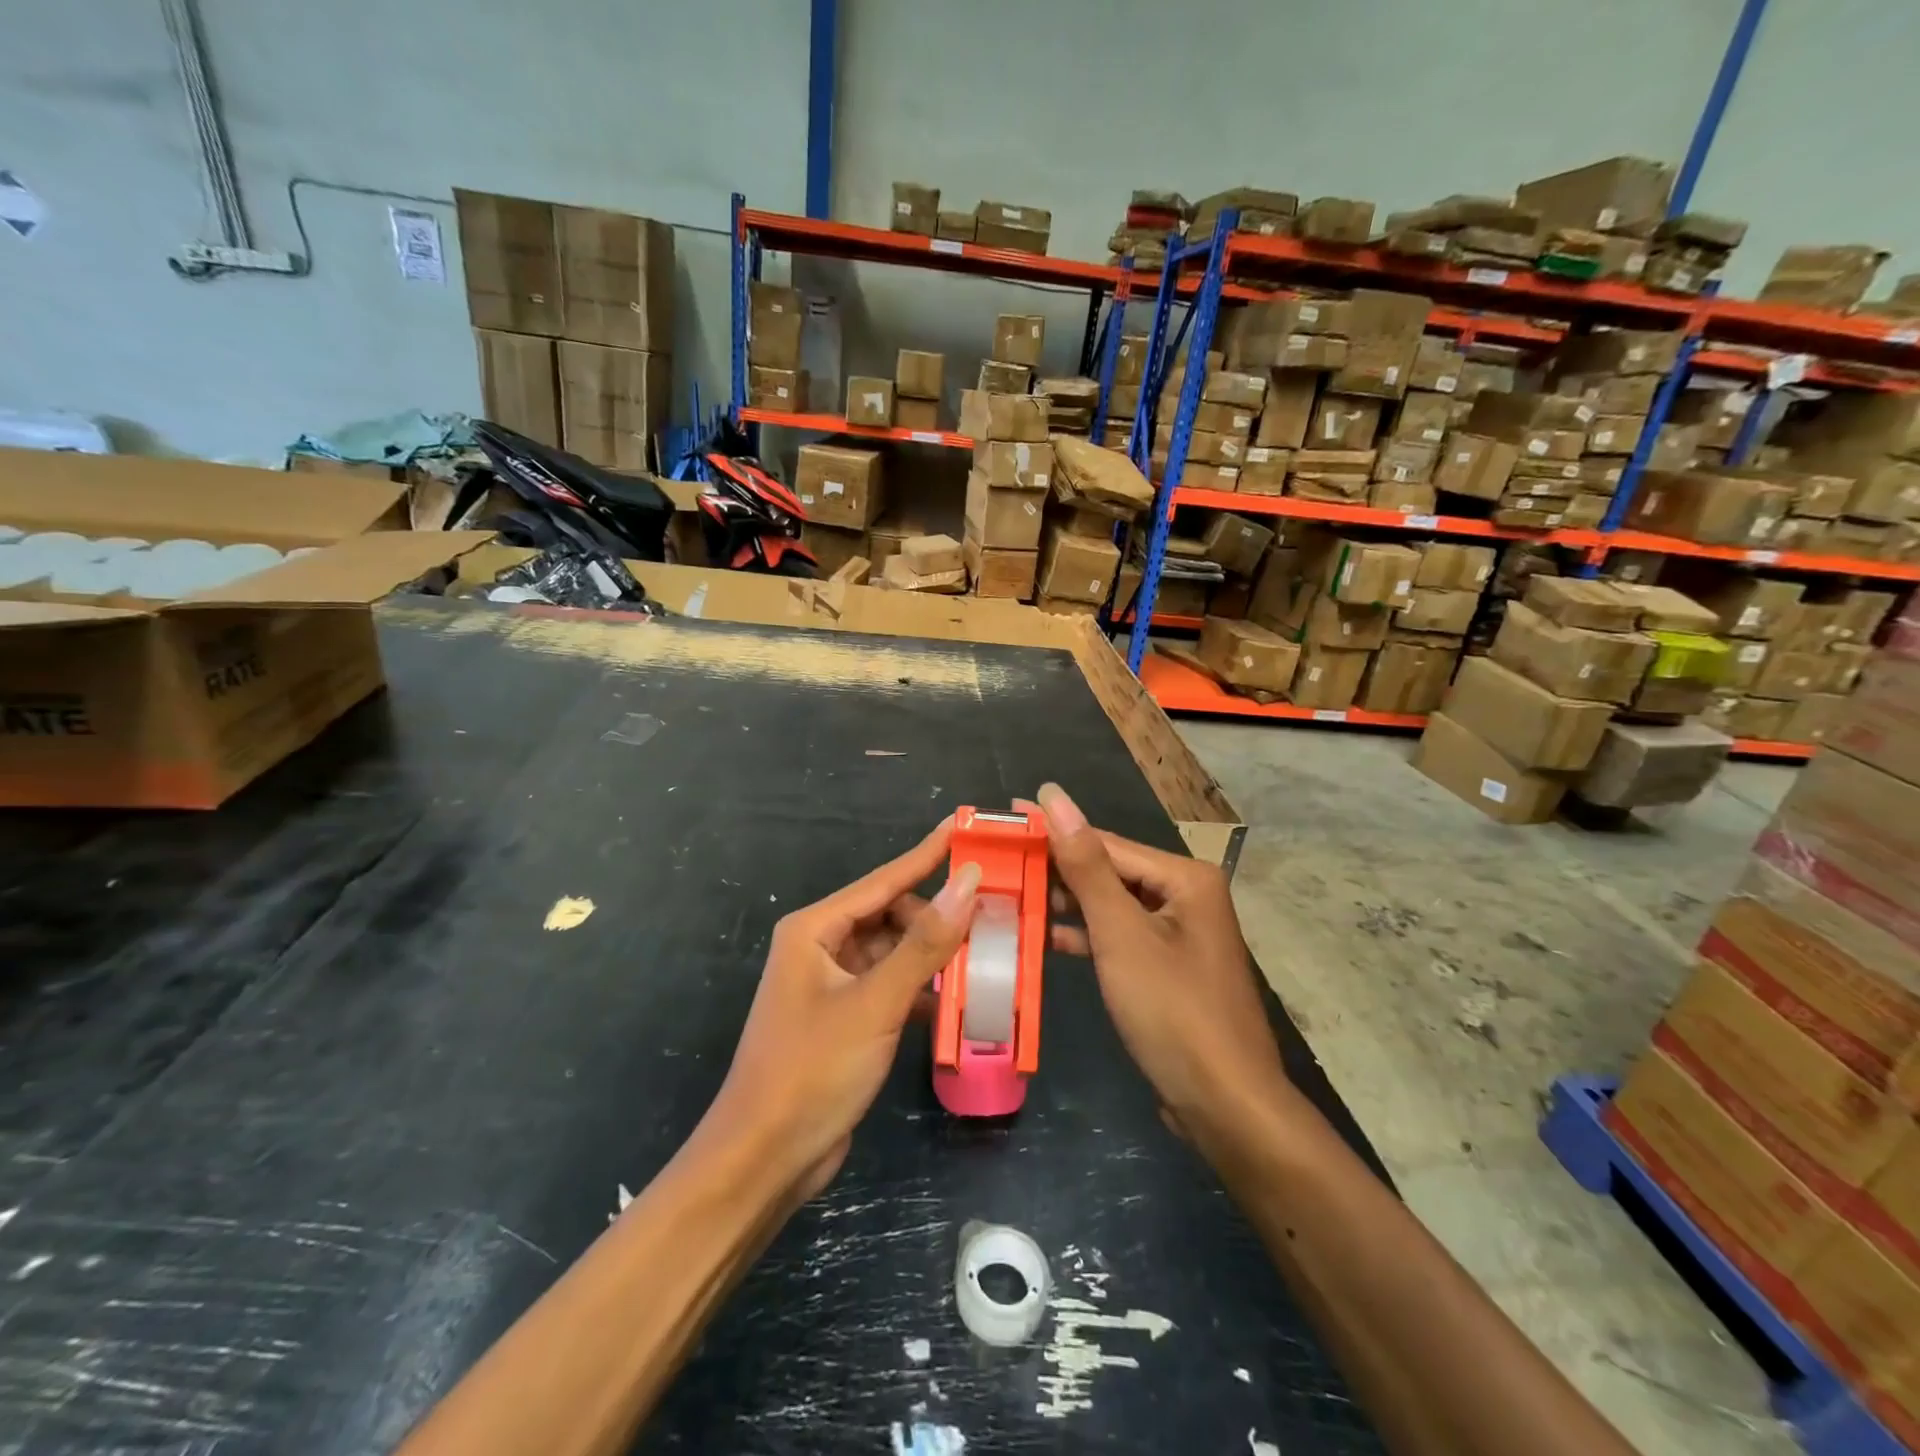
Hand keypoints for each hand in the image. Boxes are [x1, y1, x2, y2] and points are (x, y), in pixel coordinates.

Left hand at [700, 819, 979, 1203]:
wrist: (764, 1160)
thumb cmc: (812, 1070)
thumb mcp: (876, 1003)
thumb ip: (925, 943)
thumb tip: (967, 881)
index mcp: (815, 929)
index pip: (884, 880)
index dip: (927, 854)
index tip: (965, 828)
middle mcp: (822, 948)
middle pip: (891, 915)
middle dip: (936, 917)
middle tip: (990, 916)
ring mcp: (833, 985)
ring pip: (894, 953)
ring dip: (932, 957)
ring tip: (985, 954)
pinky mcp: (846, 1020)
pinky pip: (892, 988)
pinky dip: (921, 991)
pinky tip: (957, 1000)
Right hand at [1034, 783, 1289, 1137]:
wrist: (1226, 1106)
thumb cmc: (1173, 1010)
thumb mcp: (1121, 933)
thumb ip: (1085, 865)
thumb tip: (1053, 796)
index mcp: (1184, 878)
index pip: (1105, 842)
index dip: (1052, 830)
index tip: (1004, 818)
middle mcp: (1185, 896)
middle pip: (1108, 872)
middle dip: (1055, 869)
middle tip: (998, 861)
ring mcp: (1177, 934)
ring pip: (1110, 906)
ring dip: (1065, 904)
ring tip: (1010, 894)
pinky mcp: (1166, 968)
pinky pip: (1118, 937)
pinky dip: (1085, 936)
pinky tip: (1044, 936)